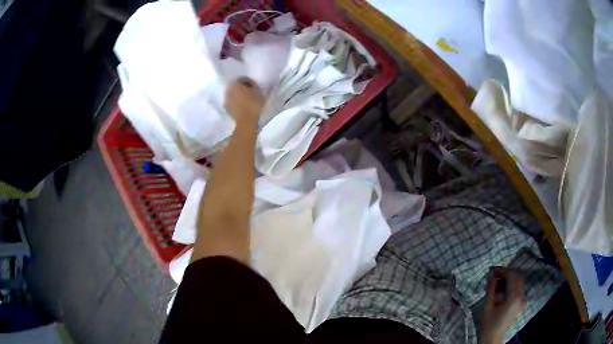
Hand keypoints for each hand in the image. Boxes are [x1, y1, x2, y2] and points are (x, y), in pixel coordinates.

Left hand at [224, 78, 263, 124]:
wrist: (246, 121)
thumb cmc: (253, 104)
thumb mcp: (257, 91)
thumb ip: (253, 85)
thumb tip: (250, 84)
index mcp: (236, 84)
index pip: (242, 79)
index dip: (248, 82)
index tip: (253, 86)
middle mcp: (229, 90)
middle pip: (236, 87)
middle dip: (241, 88)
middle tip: (249, 92)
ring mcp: (226, 100)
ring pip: (233, 95)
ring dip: (237, 96)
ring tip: (245, 100)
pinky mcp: (226, 108)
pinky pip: (231, 102)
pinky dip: (235, 103)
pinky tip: (241, 106)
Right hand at [480, 267, 526, 343]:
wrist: (492, 339)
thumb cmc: (488, 325)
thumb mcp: (487, 307)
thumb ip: (491, 290)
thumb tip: (492, 276)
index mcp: (514, 297)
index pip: (511, 277)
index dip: (502, 271)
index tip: (492, 270)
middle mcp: (521, 296)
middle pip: (517, 277)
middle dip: (507, 273)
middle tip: (495, 274)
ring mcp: (522, 300)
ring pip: (519, 282)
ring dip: (510, 279)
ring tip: (498, 281)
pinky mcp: (520, 304)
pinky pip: (519, 289)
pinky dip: (512, 285)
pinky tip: (502, 289)